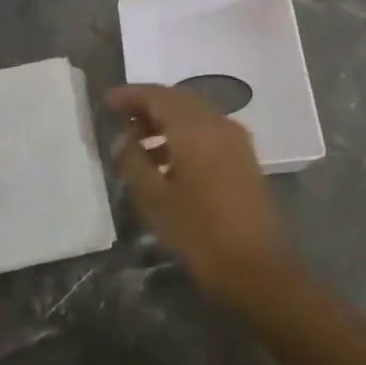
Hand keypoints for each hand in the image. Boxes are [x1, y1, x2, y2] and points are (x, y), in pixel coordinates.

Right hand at [108, 84, 298, 306]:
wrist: (259, 268)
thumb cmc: (200, 233)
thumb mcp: (155, 200)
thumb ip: (133, 162)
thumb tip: (122, 139)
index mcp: (194, 128)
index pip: (156, 95)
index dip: (129, 95)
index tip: (106, 102)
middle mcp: (217, 123)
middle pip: (177, 99)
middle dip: (147, 105)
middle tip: (120, 119)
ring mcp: (234, 139)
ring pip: (193, 114)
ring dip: (165, 121)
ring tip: (137, 144)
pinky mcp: (243, 156)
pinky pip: (207, 130)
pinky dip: (183, 134)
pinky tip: (166, 161)